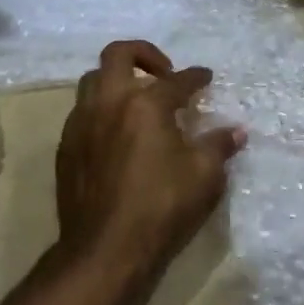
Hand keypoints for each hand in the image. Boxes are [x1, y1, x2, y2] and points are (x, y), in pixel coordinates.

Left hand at [56, 40, 244, 276]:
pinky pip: (82, 112)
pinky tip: (118, 134)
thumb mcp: (205, 176)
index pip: (178, 79)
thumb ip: (219, 146)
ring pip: (93, 81)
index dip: (197, 76)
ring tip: (138, 101)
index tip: (206, 78)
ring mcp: (81, 124)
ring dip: (117, 81)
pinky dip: (102, 111)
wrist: (105, 250)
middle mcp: (109, 103)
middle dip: (144, 54)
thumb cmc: (161, 207)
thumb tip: (236, 131)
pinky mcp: (66, 148)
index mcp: (146, 104)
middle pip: (118, 54)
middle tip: (163, 73)